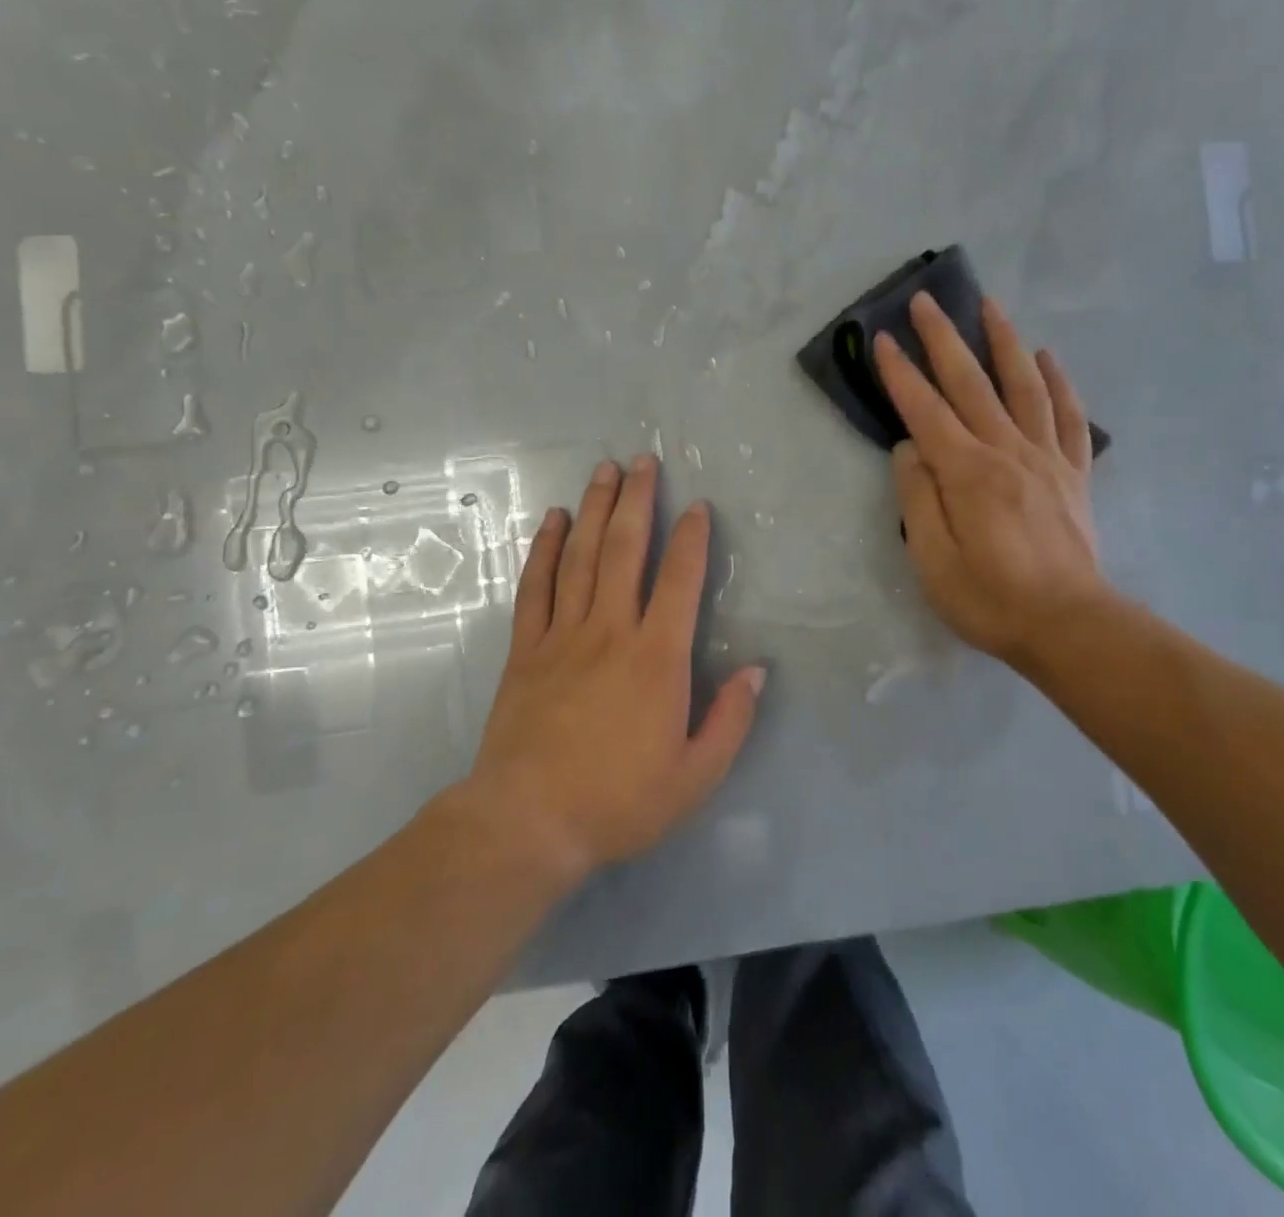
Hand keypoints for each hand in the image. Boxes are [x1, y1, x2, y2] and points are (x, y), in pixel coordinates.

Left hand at [465, 455, 765, 877]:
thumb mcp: (696, 776)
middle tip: (643, 461)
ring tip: (604, 471)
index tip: (697, 506)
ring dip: (594, 510)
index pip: (680, 581)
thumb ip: (731, 719)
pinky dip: (544, 549)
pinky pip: (536, 587)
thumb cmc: (619, 801)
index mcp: (658, 658)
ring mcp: (563, 635)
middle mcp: (611, 631)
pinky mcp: (527, 649)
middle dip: (637, 501)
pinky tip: (553, 521)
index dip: (691, 539)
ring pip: (580, 557)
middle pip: (625, 550)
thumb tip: (757, 670)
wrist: (528, 822)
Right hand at [874, 293, 1107, 668]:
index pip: (926, 412)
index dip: (902, 375)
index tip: (883, 340)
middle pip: (972, 384)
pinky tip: (1047, 357)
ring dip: (1004, 342)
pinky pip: (1067, 417)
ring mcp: (1046, 459)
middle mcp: (1008, 452)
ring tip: (990, 305)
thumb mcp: (933, 561)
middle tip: (927, 300)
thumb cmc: (990, 599)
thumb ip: (917, 499)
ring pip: (1024, 386)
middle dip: (945, 339)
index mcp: (968, 473)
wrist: (1069, 626)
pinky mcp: (1073, 474)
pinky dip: (1058, 382)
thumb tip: (910, 450)